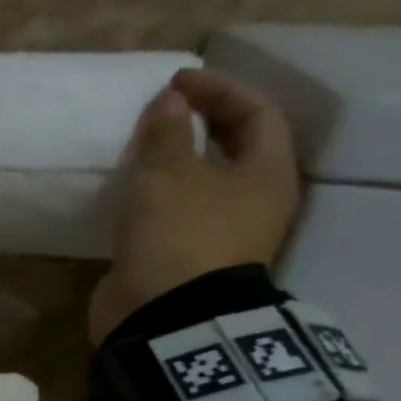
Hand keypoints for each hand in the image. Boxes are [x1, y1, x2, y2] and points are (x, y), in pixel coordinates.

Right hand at [87, 68, 302, 345]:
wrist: (164, 318)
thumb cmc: (180, 236)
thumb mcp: (169, 175)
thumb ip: (168, 132)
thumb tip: (170, 101)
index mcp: (266, 175)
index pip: (257, 112)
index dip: (220, 89)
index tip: (176, 82)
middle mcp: (254, 203)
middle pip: (235, 147)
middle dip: (201, 122)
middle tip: (163, 110)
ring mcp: (222, 235)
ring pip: (205, 182)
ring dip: (178, 161)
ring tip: (144, 147)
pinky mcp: (190, 258)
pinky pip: (179, 212)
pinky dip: (160, 194)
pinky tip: (134, 190)